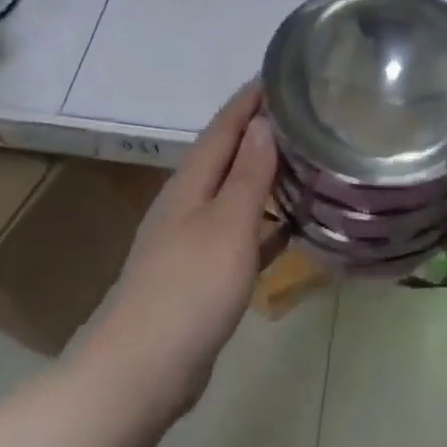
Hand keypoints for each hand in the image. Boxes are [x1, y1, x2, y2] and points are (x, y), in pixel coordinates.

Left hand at [99, 83, 277, 415]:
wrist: (143, 370)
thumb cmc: (190, 288)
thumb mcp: (229, 224)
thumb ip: (249, 174)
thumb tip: (262, 123)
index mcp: (191, 183)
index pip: (223, 127)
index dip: (249, 100)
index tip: (279, 75)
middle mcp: (187, 203)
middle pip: (226, 156)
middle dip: (259, 132)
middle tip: (302, 116)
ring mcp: (191, 241)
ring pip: (233, 194)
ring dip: (263, 176)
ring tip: (303, 162)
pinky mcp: (199, 275)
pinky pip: (239, 235)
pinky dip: (263, 224)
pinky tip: (290, 228)